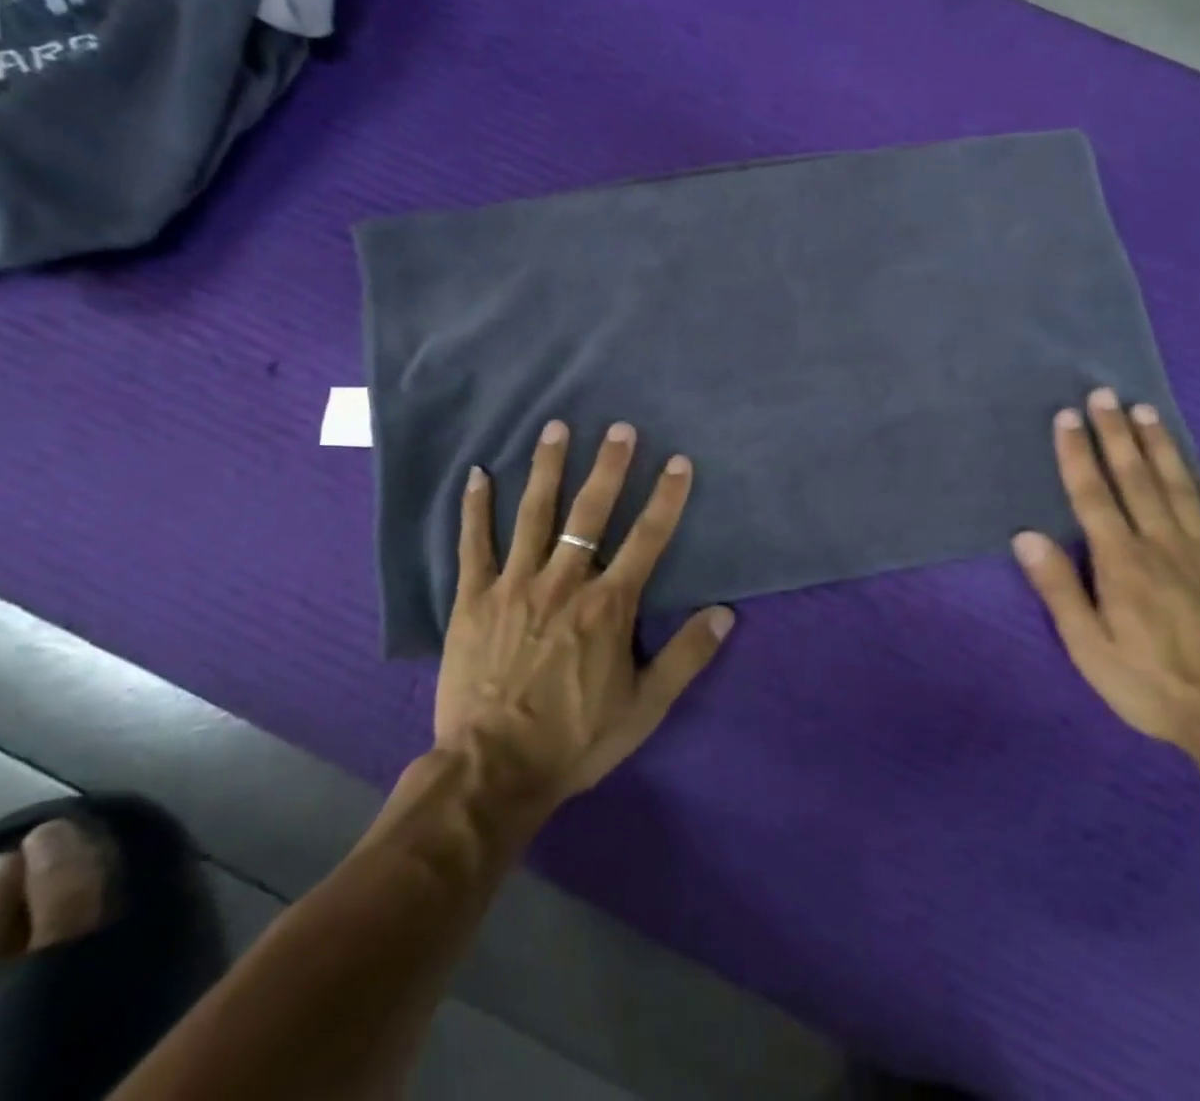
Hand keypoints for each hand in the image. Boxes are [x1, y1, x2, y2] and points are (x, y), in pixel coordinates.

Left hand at [433, 420, 734, 804]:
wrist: (494, 770)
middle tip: (620, 427)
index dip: (666, 497)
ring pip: (534, 514)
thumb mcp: (645, 707)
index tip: (679, 461)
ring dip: (548, 468)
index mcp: (608, 606)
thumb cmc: (576, 739)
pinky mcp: (473, 599)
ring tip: (556, 427)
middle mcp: (564, 582)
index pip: (647, 539)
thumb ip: (686, 657)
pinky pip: (474, 544)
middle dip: (609, 467)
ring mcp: (515, 585)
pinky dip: (475, 508)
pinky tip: (477, 474)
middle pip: (591, 513)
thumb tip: (726, 613)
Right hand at [1011, 388, 1199, 750]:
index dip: (1077, 453)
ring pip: (1180, 487)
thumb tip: (1026, 535)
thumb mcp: (1088, 647)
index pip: (1093, 495)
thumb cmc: (1151, 684)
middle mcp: (1163, 543)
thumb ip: (1059, 588)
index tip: (1068, 416)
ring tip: (1146, 411)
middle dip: (1115, 434)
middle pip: (1135, 478)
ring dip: (1161, 446)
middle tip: (1104, 394)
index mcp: (1122, 561)